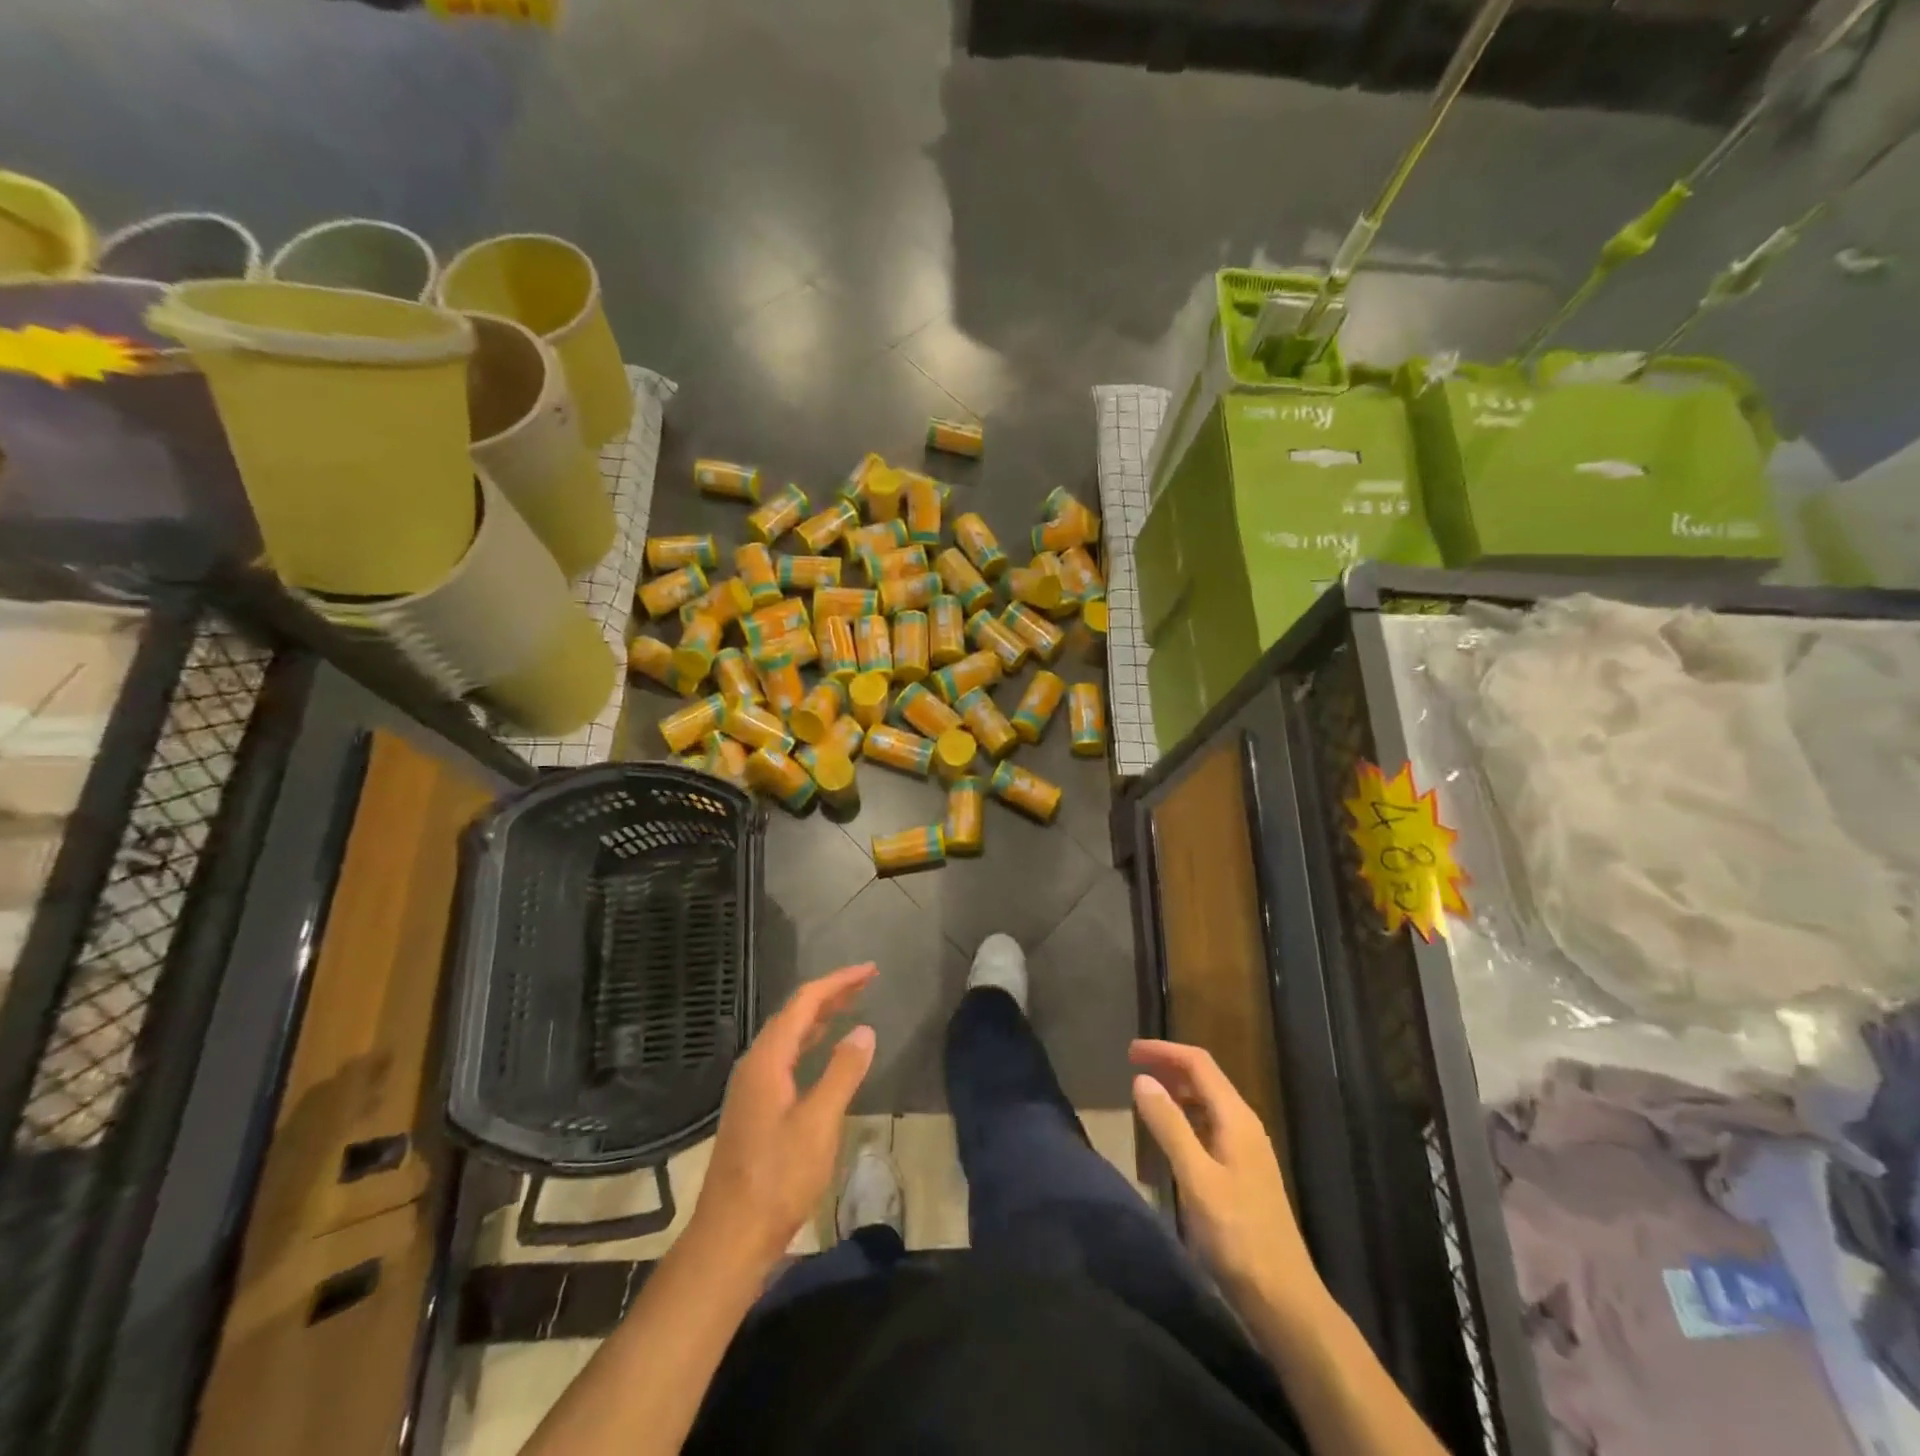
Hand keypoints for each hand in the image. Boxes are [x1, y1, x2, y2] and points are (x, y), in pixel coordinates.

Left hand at [690, 964, 877, 1269]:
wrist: (731, 1236)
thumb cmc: (778, 1178)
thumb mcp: (819, 1123)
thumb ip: (842, 1072)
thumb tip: (863, 1029)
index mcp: (767, 1060)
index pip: (804, 1003)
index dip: (838, 982)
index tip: (870, 971)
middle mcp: (754, 1064)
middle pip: (794, 1014)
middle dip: (830, 994)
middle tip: (866, 982)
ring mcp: (751, 1086)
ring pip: (788, 1036)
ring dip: (819, 1017)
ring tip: (850, 1005)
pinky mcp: (754, 1107)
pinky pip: (785, 1056)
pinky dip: (809, 1042)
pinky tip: (823, 1051)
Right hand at [1130, 1039, 1319, 1315]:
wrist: (1284, 1299)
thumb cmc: (1237, 1236)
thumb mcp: (1196, 1179)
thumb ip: (1170, 1126)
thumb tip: (1141, 1079)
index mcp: (1236, 1119)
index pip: (1199, 1064)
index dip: (1164, 1051)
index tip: (1129, 1051)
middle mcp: (1244, 1126)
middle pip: (1205, 1078)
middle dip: (1169, 1066)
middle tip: (1132, 1067)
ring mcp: (1246, 1150)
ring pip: (1208, 1102)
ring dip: (1177, 1090)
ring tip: (1145, 1094)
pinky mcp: (1243, 1173)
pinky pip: (1210, 1126)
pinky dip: (1186, 1116)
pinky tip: (1170, 1134)